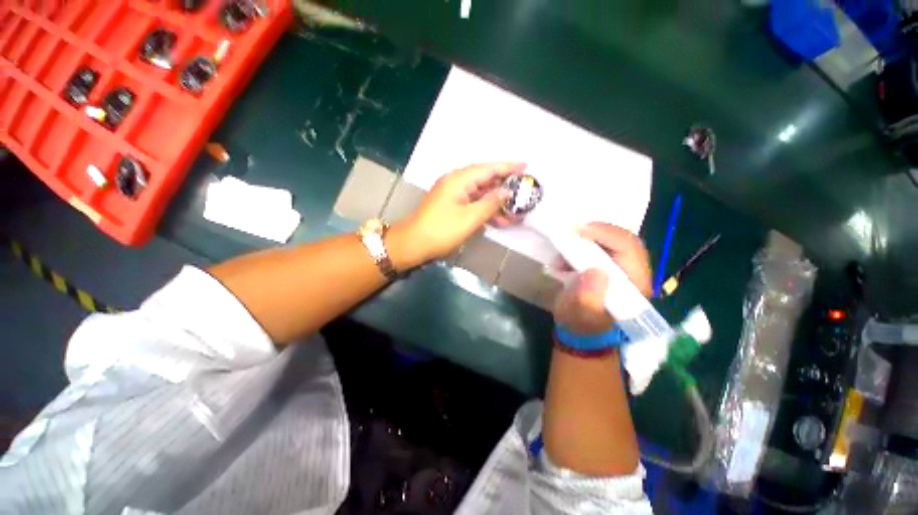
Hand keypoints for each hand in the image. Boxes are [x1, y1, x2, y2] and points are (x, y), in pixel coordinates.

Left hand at [396, 162, 525, 263]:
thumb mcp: (470, 218)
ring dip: (496, 201)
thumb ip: (490, 203)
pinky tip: (498, 219)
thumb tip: (506, 192)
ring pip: (480, 193)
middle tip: (523, 190)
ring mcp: (453, 195)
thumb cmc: (441, 230)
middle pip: (485, 179)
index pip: (488, 168)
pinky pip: (473, 203)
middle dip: (504, 185)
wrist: (413, 244)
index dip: (507, 167)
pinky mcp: (451, 206)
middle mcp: (456, 182)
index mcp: (459, 179)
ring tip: (515, 210)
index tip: (526, 166)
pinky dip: (485, 209)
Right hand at [553, 223, 651, 333]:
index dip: (605, 234)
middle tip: (571, 232)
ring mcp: (620, 269)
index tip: (578, 231)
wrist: (580, 331)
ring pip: (610, 241)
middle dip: (596, 232)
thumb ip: (588, 299)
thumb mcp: (582, 316)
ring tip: (564, 250)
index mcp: (634, 285)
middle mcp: (633, 273)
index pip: (629, 249)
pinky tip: (564, 258)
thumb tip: (595, 271)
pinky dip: (580, 246)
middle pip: (623, 240)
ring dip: (586, 240)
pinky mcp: (608, 267)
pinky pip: (598, 247)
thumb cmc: (581, 325)